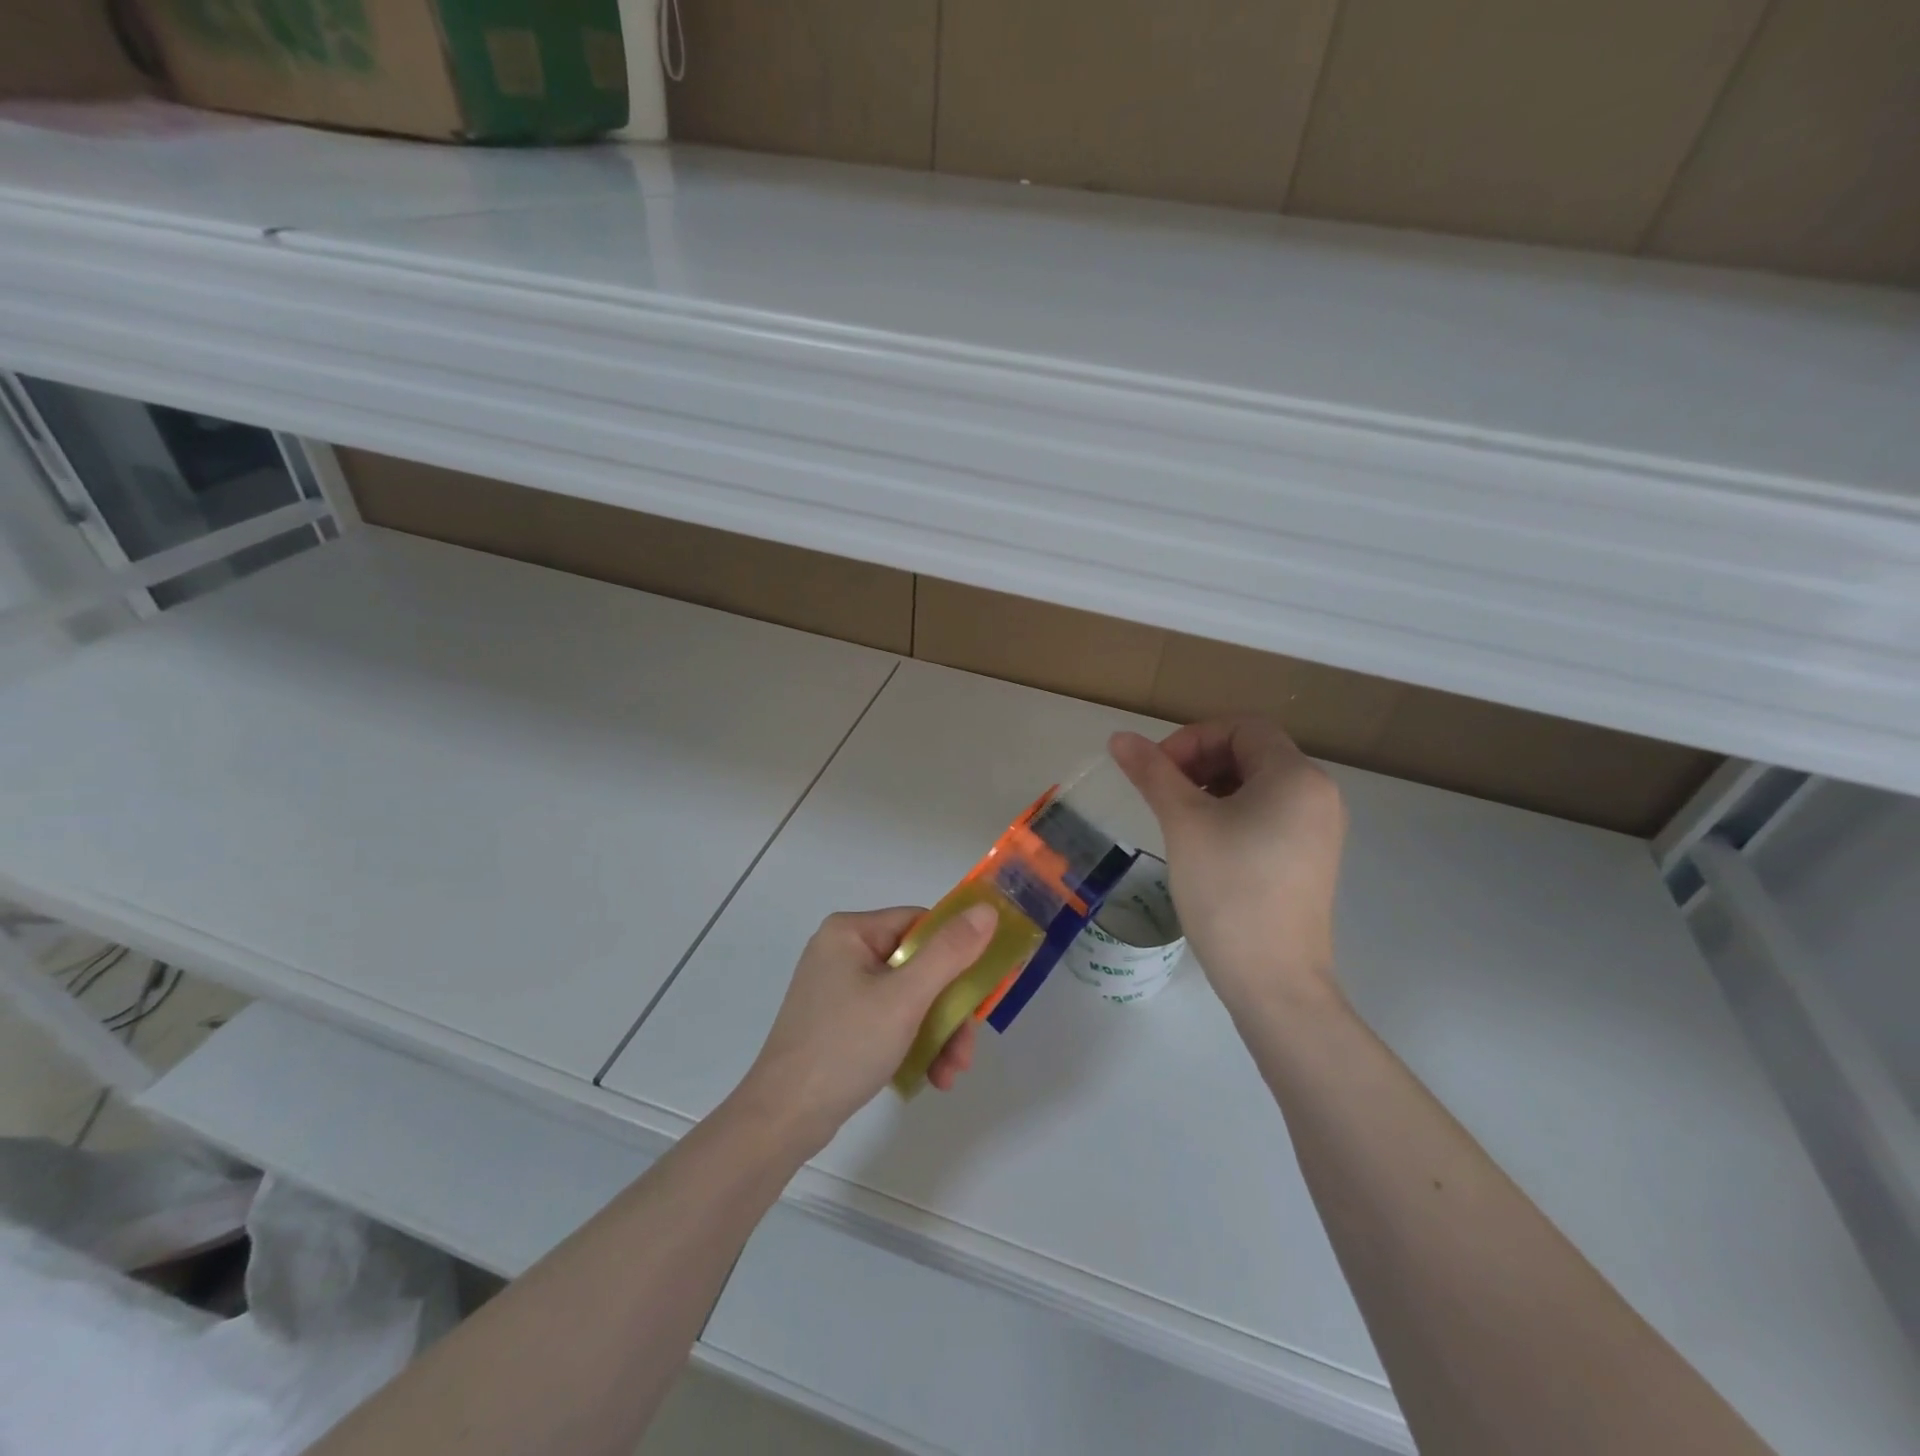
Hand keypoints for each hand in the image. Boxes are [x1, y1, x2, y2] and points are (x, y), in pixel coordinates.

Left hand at [739, 904, 998, 1147]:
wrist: (783, 1119)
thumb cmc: (845, 1047)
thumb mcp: (905, 998)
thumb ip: (950, 953)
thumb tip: (987, 910)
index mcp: (851, 932)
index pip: (921, 924)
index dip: (957, 952)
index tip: (980, 990)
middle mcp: (843, 951)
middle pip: (919, 965)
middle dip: (949, 1010)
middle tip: (966, 1050)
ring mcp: (839, 989)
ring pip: (909, 997)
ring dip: (937, 1034)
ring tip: (950, 1075)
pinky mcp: (839, 1022)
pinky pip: (890, 1019)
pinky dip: (913, 1043)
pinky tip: (930, 1076)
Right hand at [1110, 719, 1346, 1017]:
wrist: (1273, 980)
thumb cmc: (1227, 890)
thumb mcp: (1183, 823)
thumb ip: (1152, 772)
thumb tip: (1119, 738)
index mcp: (1296, 776)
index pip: (1241, 728)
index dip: (1193, 738)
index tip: (1158, 772)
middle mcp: (1318, 794)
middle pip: (1252, 753)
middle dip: (1200, 762)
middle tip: (1163, 794)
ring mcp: (1319, 829)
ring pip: (1258, 785)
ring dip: (1213, 788)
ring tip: (1179, 820)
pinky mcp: (1310, 859)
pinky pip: (1269, 815)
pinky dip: (1233, 814)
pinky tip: (1205, 844)